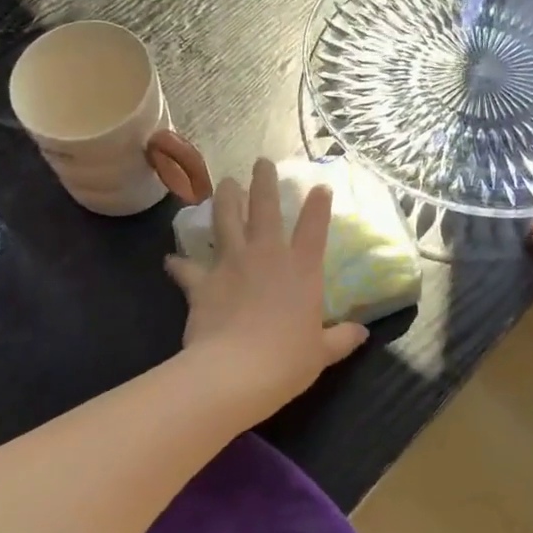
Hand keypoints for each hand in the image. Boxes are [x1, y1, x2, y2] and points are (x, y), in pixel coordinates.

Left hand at [166, 158, 368, 413]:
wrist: (236, 370)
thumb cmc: (288, 361)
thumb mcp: (322, 353)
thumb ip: (341, 339)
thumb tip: (362, 333)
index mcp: (302, 270)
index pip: (314, 228)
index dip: (318, 206)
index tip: (320, 188)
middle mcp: (267, 256)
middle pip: (265, 208)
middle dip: (264, 182)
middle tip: (260, 162)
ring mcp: (231, 263)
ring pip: (226, 219)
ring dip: (225, 199)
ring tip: (225, 184)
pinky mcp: (201, 281)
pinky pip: (186, 267)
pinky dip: (178, 264)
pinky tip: (170, 260)